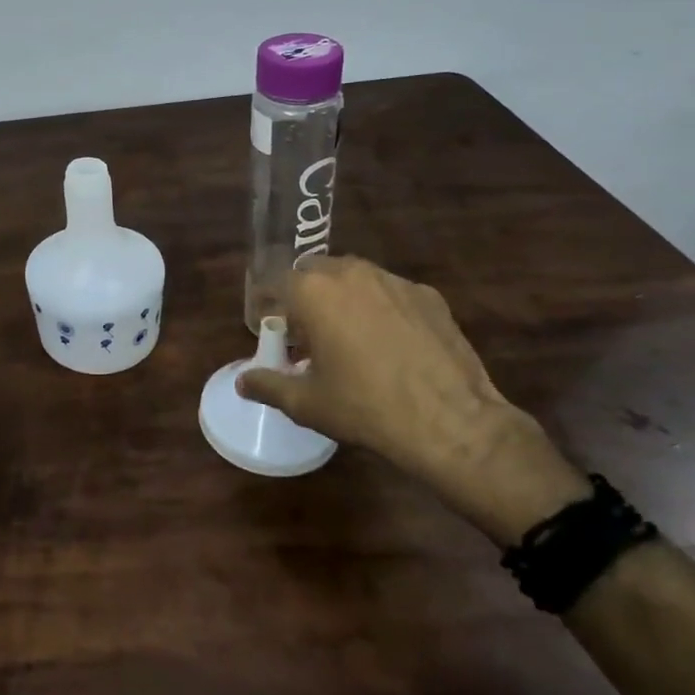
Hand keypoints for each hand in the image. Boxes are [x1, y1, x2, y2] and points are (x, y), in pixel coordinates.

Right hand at [238, 256, 589, 543]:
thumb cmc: (365, 408)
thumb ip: (268, 385)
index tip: (270, 326)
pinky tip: (390, 343)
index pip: (275, 281)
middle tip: (307, 333)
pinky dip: (380, 308)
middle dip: (305, 295)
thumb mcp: (307, 403)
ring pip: (354, 277)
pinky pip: (390, 292)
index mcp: (313, 291)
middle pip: (314, 271)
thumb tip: (242, 382)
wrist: (452, 422)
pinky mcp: (428, 295)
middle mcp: (350, 273)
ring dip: (342, 297)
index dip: (268, 302)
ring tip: (348, 336)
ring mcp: (393, 280)